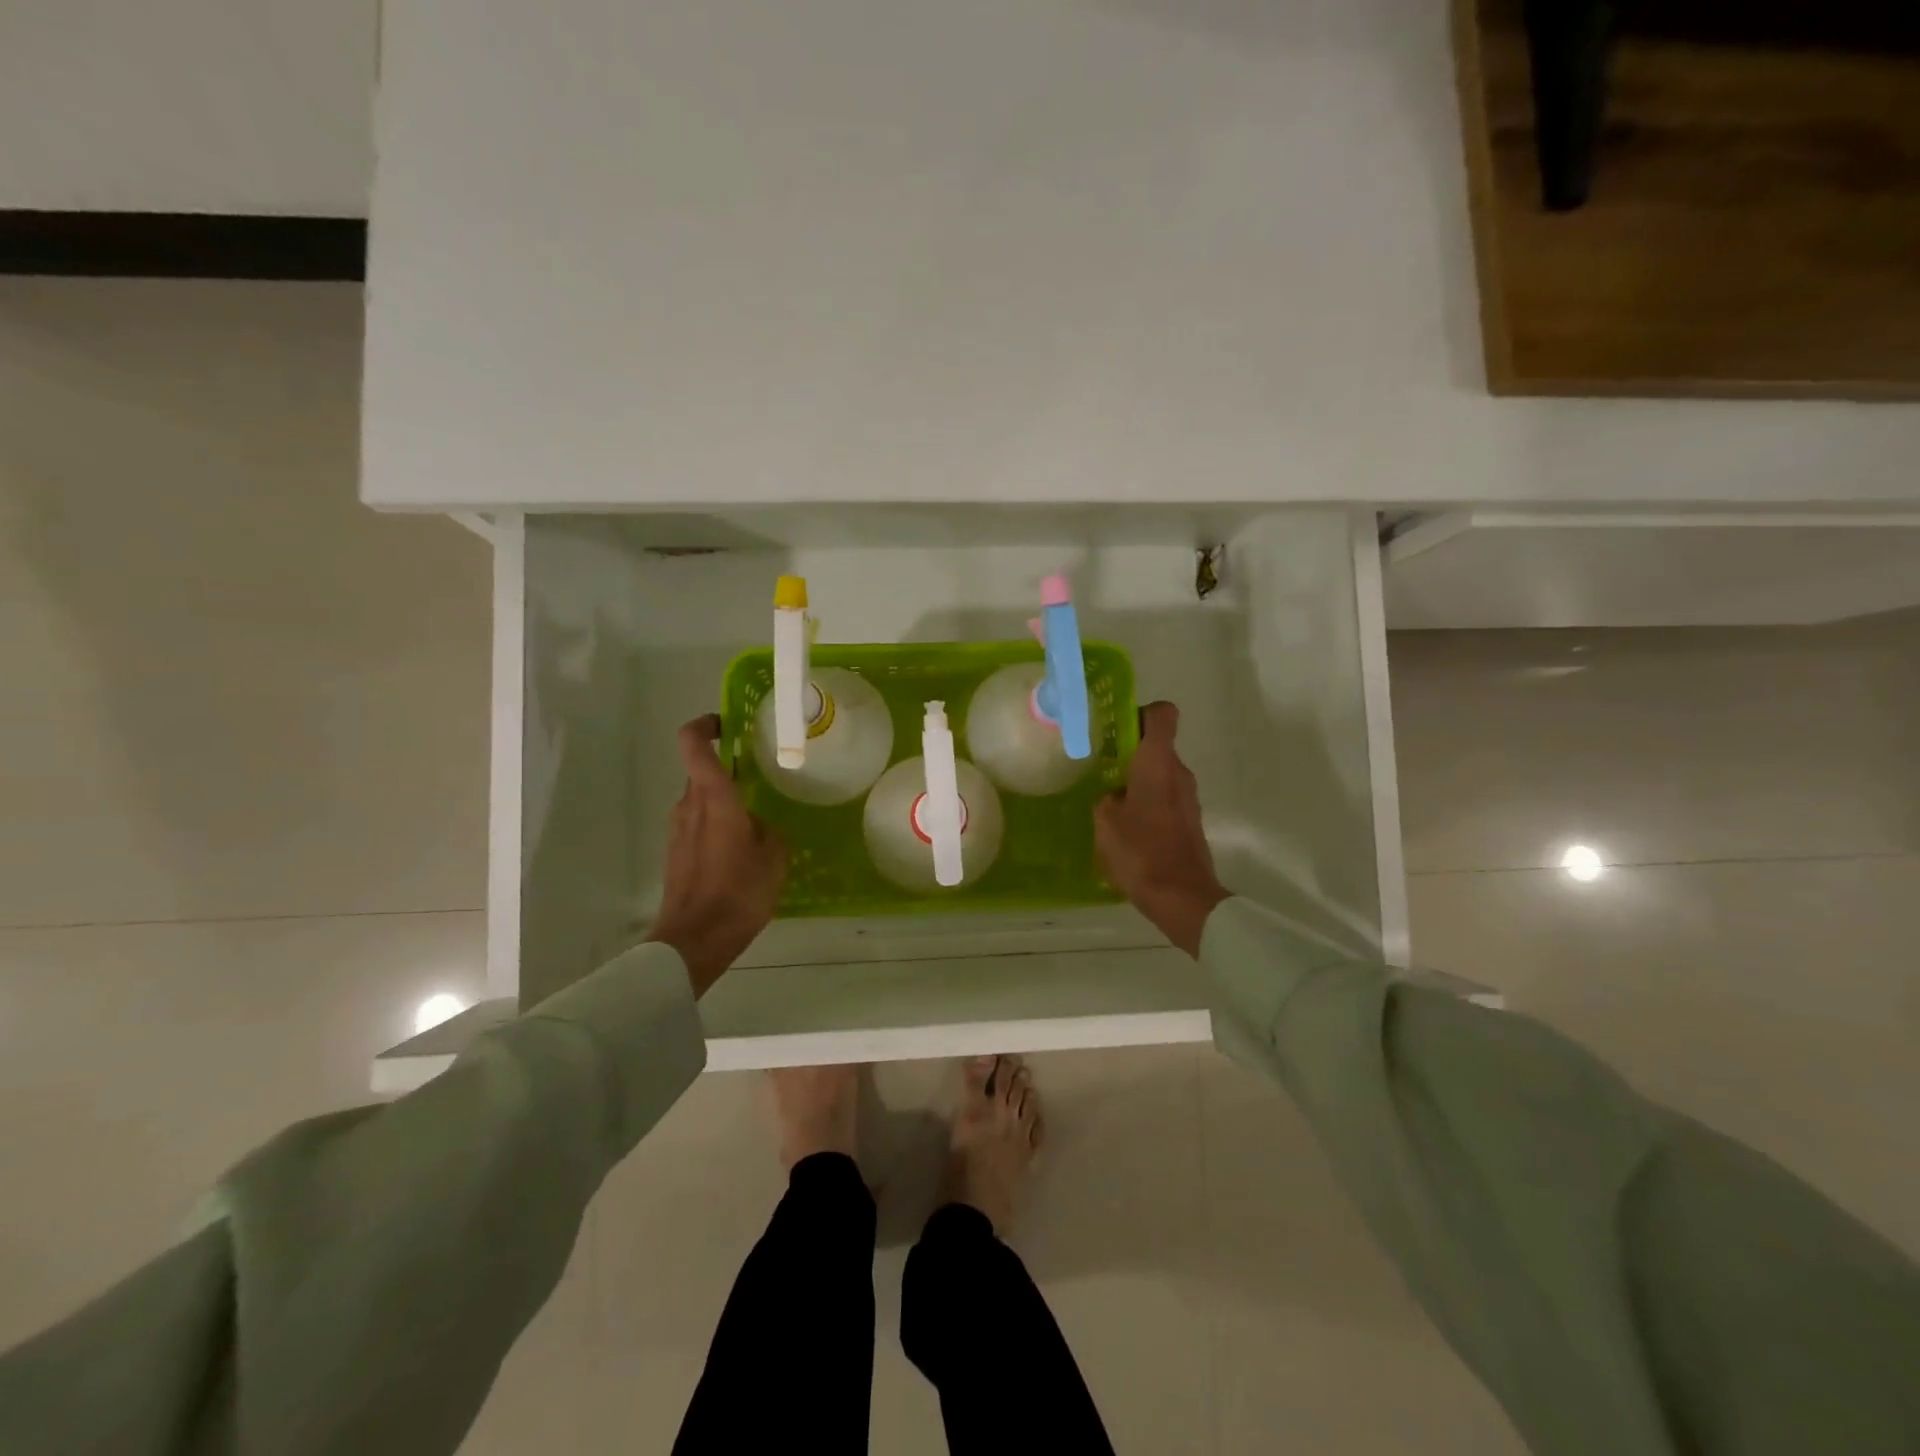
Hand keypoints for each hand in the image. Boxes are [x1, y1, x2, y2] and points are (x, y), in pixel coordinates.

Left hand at [647, 714, 787, 994]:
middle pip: (701, 773)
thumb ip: (767, 830)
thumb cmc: (738, 892)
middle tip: (760, 780)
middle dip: (728, 771)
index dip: (705, 725)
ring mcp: (677, 831)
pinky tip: (740, 852)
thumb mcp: (773, 857)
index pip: (693, 744)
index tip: (727, 724)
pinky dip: (717, 827)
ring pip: (700, 801)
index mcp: (713, 797)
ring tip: (756, 823)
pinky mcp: (675, 854)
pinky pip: (698, 826)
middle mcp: (688, 806)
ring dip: (723, 803)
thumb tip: (757, 824)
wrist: (694, 940)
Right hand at [1094, 701, 1227, 957]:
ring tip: (1106, 799)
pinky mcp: (1188, 822)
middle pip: (1157, 746)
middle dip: (1129, 752)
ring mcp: (1187, 799)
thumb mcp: (1105, 821)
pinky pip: (1163, 799)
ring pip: (1159, 774)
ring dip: (1136, 780)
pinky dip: (1145, 803)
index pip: (1162, 715)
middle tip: (1098, 766)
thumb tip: (1113, 795)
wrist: (1182, 897)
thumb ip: (1106, 799)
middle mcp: (1178, 773)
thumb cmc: (1140, 851)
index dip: (1140, 713)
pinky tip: (1124, 827)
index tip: (1116, 727)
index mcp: (1158, 763)